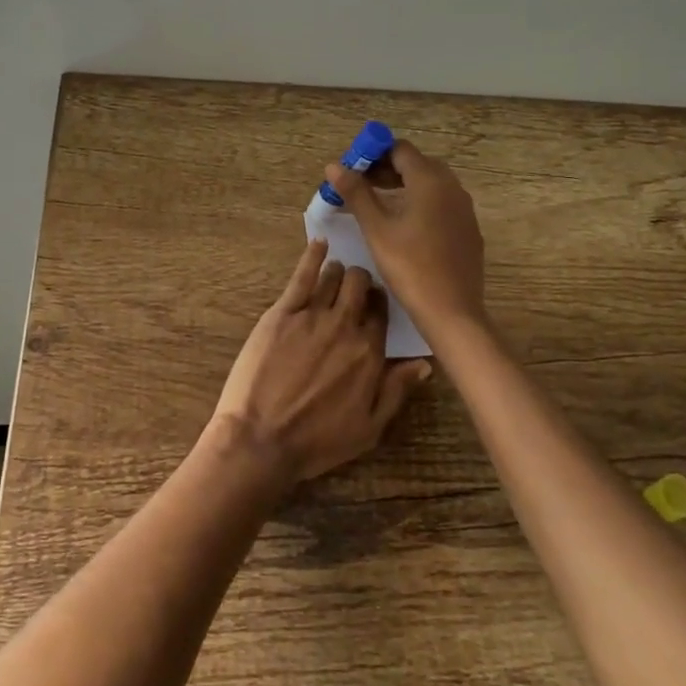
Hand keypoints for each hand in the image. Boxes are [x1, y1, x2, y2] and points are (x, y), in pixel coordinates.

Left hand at [210, 240, 431, 486]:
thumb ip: (396, 391)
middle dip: (361, 281)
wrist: (262, 440)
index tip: (373, 304)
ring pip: (334, 277)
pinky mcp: (282, 312)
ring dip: (338, 272)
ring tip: (334, 273)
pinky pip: (302, 275)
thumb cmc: (317, 442)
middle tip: (354, 286)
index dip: (378, 305)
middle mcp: (346, 327)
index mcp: (370, 354)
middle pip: (360, 286)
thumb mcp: (369, 429)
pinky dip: (313, 256)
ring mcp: (313, 316)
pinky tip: (319, 243)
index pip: (381, 314)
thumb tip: (424, 363)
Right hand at [324, 139, 486, 341]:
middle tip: (360, 186)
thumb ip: (356, 193)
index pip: (400, 149)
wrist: (452, 311)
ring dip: (403, 186)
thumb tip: (334, 166)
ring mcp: (464, 208)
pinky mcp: (469, 229)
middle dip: (387, 169)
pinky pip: (442, 203)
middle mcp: (452, 187)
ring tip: (377, 205)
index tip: (353, 170)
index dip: (374, 154)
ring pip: (431, 184)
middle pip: (416, 164)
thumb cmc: (410, 266)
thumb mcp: (376, 229)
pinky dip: (421, 203)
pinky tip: (404, 226)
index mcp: (430, 180)